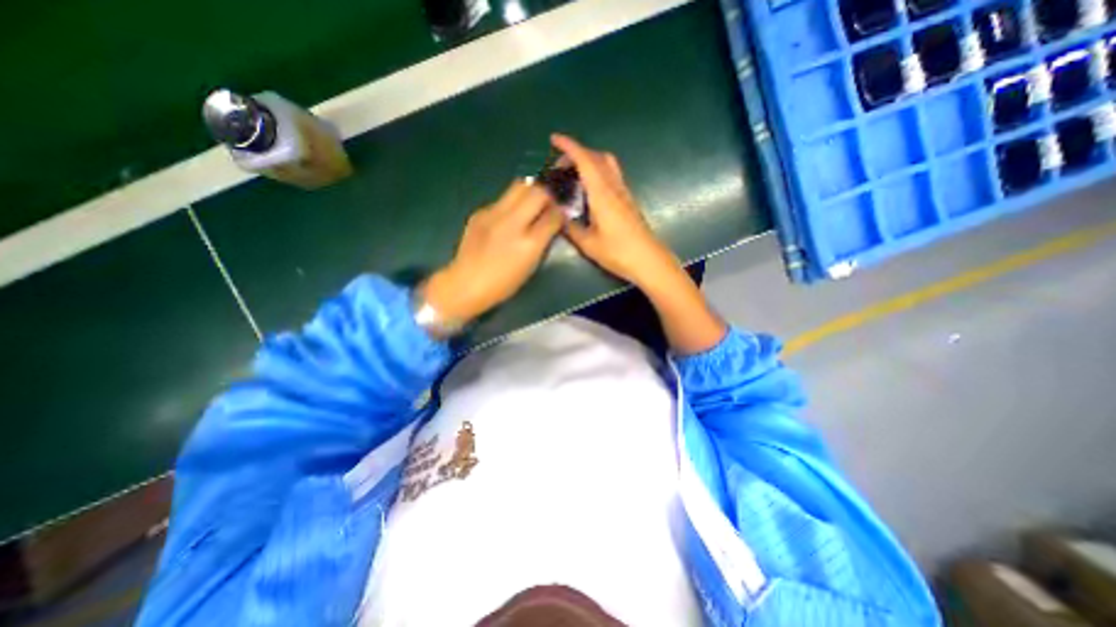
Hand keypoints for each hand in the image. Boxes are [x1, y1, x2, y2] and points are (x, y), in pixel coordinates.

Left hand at [420, 178, 561, 321]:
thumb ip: (543, 241)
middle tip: (546, 204)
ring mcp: (493, 214)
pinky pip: (501, 199)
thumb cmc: (503, 284)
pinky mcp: (480, 212)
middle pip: (537, 191)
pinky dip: (510, 205)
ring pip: (518, 186)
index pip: (553, 215)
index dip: (560, 212)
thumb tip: (552, 222)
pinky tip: (506, 219)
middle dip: (546, 195)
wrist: (466, 284)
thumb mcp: (530, 266)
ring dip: (529, 193)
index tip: (561, 214)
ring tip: (529, 206)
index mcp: (529, 243)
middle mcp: (512, 224)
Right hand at [553, 132, 727, 355]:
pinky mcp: (628, 201)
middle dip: (577, 153)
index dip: (569, 147)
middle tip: (560, 165)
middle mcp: (614, 187)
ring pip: (607, 164)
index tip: (554, 139)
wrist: (649, 260)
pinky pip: (611, 176)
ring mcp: (623, 193)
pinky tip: (589, 189)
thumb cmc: (619, 253)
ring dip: (589, 161)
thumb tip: (558, 216)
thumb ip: (571, 228)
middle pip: (597, 157)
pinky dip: (597, 172)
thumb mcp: (588, 244)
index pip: (585, 161)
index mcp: (602, 195)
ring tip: (573, 174)